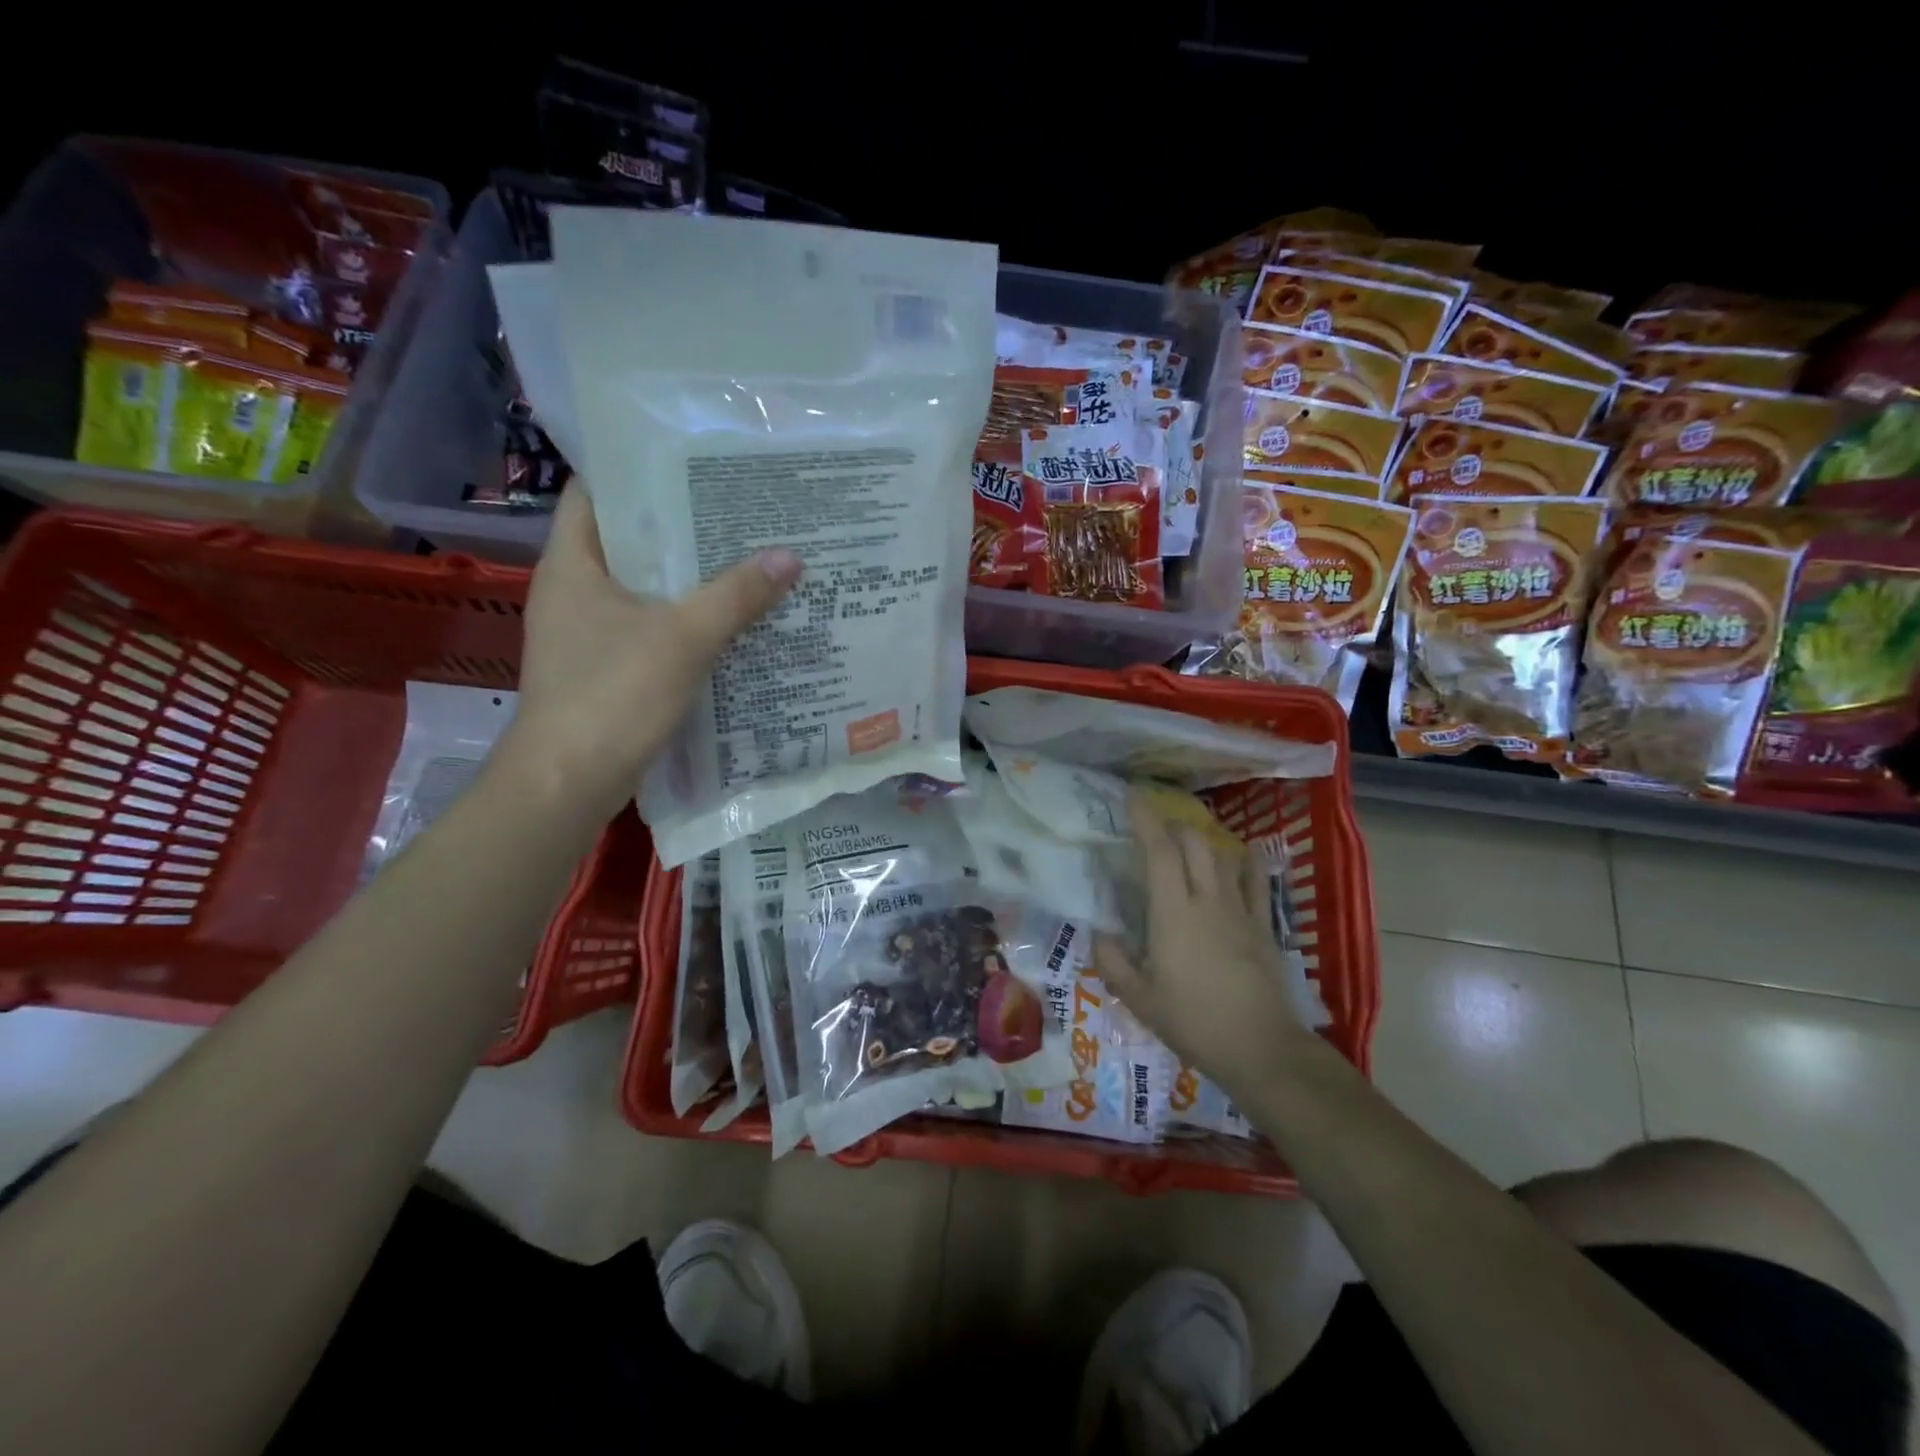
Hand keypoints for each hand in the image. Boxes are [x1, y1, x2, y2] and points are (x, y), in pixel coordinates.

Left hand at [500, 483, 801, 817]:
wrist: (568, 783)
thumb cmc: (612, 695)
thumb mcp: (682, 638)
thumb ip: (736, 595)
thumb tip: (790, 555)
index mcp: (573, 564)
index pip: (596, 493)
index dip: (640, 472)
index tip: (695, 464)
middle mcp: (573, 591)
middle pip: (629, 542)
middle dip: (681, 528)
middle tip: (740, 513)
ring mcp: (586, 634)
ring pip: (643, 590)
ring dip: (688, 579)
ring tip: (746, 560)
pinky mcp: (604, 670)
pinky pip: (649, 630)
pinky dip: (684, 622)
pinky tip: (730, 623)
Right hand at [1100, 790, 1313, 1100]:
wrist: (1262, 1048)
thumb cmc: (1193, 1022)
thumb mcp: (1139, 999)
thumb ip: (1113, 962)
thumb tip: (1099, 932)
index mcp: (1173, 914)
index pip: (1159, 852)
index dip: (1145, 820)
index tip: (1132, 797)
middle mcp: (1207, 900)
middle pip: (1194, 842)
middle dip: (1173, 826)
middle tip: (1155, 830)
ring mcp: (1240, 910)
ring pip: (1223, 855)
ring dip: (1203, 842)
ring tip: (1188, 845)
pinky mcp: (1264, 924)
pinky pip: (1257, 880)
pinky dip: (1245, 862)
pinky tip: (1239, 857)